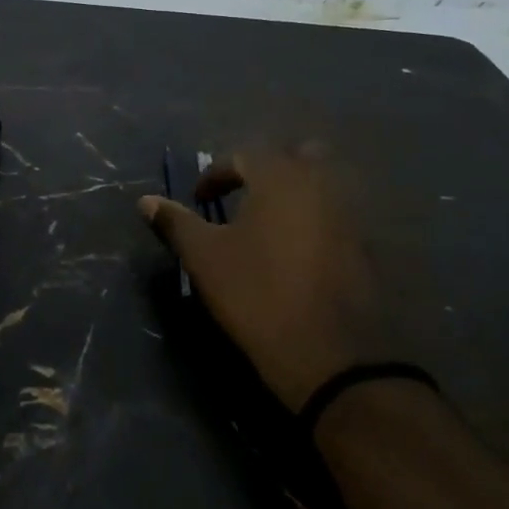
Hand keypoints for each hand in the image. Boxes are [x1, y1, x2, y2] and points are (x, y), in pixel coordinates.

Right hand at [139, 146, 385, 411]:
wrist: (328, 353)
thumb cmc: (257, 293)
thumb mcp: (204, 257)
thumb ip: (176, 223)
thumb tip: (145, 201)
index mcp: (279, 177)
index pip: (244, 155)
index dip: (216, 174)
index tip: (199, 199)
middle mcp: (319, 184)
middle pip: (296, 155)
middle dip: (267, 168)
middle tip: (242, 195)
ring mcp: (348, 214)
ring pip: (321, 183)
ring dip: (293, 191)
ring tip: (265, 223)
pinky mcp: (363, 245)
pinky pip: (335, 214)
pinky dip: (314, 218)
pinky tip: (294, 249)